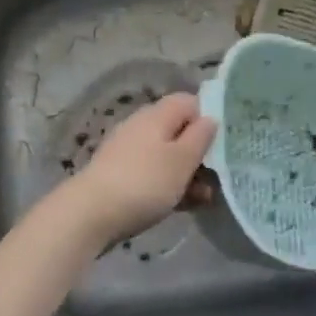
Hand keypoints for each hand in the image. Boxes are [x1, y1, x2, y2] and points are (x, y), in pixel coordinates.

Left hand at [54, 94, 216, 250]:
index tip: (225, 141)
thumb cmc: (144, 183)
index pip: (189, 101)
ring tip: (205, 198)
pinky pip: (153, 173)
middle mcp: (142, 126)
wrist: (90, 214)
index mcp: (157, 114)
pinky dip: (169, 184)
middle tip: (219, 176)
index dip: (209, 117)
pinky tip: (182, 205)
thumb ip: (200, 137)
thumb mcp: (181, 160)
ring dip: (187, 173)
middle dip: (200, 152)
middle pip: (179, 130)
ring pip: (167, 155)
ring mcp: (129, 150)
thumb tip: (210, 118)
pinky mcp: (121, 174)